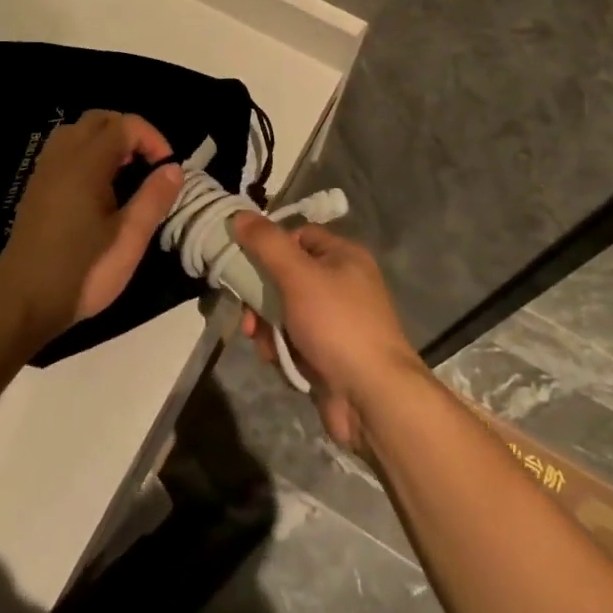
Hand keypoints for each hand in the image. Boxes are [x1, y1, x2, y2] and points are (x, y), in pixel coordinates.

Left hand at [0, 110, 181, 349]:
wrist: (22, 303)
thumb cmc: (82, 272)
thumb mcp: (129, 240)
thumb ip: (153, 199)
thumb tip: (174, 169)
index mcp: (87, 165)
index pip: (124, 125)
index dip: (152, 138)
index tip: (166, 169)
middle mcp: (62, 158)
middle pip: (98, 119)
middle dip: (129, 131)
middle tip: (147, 164)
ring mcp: (44, 171)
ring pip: (77, 131)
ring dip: (105, 140)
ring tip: (124, 172)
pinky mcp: (35, 188)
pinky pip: (63, 150)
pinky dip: (86, 153)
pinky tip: (98, 188)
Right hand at [231, 214, 427, 451]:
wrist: (372, 397)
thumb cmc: (337, 324)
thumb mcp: (298, 275)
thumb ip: (267, 243)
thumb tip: (240, 215)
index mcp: (343, 256)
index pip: (298, 236)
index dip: (270, 247)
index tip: (245, 263)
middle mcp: (342, 283)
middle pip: (287, 276)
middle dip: (262, 297)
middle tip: (248, 315)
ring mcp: (336, 321)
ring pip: (286, 311)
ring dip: (268, 327)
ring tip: (265, 345)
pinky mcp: (329, 353)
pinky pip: (294, 340)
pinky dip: (282, 349)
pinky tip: (278, 362)